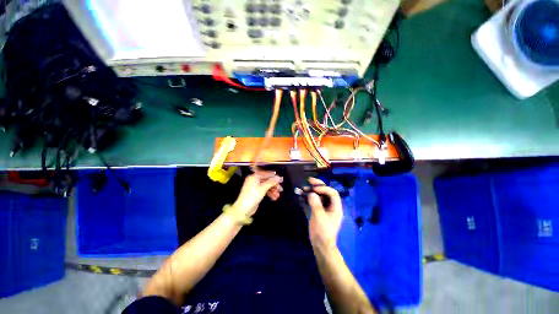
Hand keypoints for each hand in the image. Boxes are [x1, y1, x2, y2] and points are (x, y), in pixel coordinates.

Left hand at [233, 171, 282, 216]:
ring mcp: (255, 187)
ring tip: (278, 196)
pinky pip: (264, 191)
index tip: (281, 180)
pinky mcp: (256, 193)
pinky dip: (269, 194)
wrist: (243, 209)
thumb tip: (279, 177)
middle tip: (281, 189)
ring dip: (272, 190)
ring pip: (266, 186)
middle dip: (274, 185)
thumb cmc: (252, 196)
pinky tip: (274, 198)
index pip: (266, 174)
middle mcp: (254, 180)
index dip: (274, 177)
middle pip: (266, 181)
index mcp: (254, 177)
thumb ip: (271, 182)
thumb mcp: (263, 188)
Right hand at [307, 177, 342, 250]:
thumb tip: (311, 193)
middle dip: (318, 186)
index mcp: (336, 207)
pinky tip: (303, 195)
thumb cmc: (322, 232)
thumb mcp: (319, 217)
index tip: (314, 189)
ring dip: (312, 191)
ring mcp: (325, 209)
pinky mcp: (319, 211)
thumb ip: (315, 203)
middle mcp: (331, 206)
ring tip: (304, 187)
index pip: (332, 193)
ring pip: (320, 196)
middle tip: (309, 180)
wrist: (321, 245)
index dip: (324, 188)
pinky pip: (315, 201)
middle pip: (326, 192)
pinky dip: (309, 197)